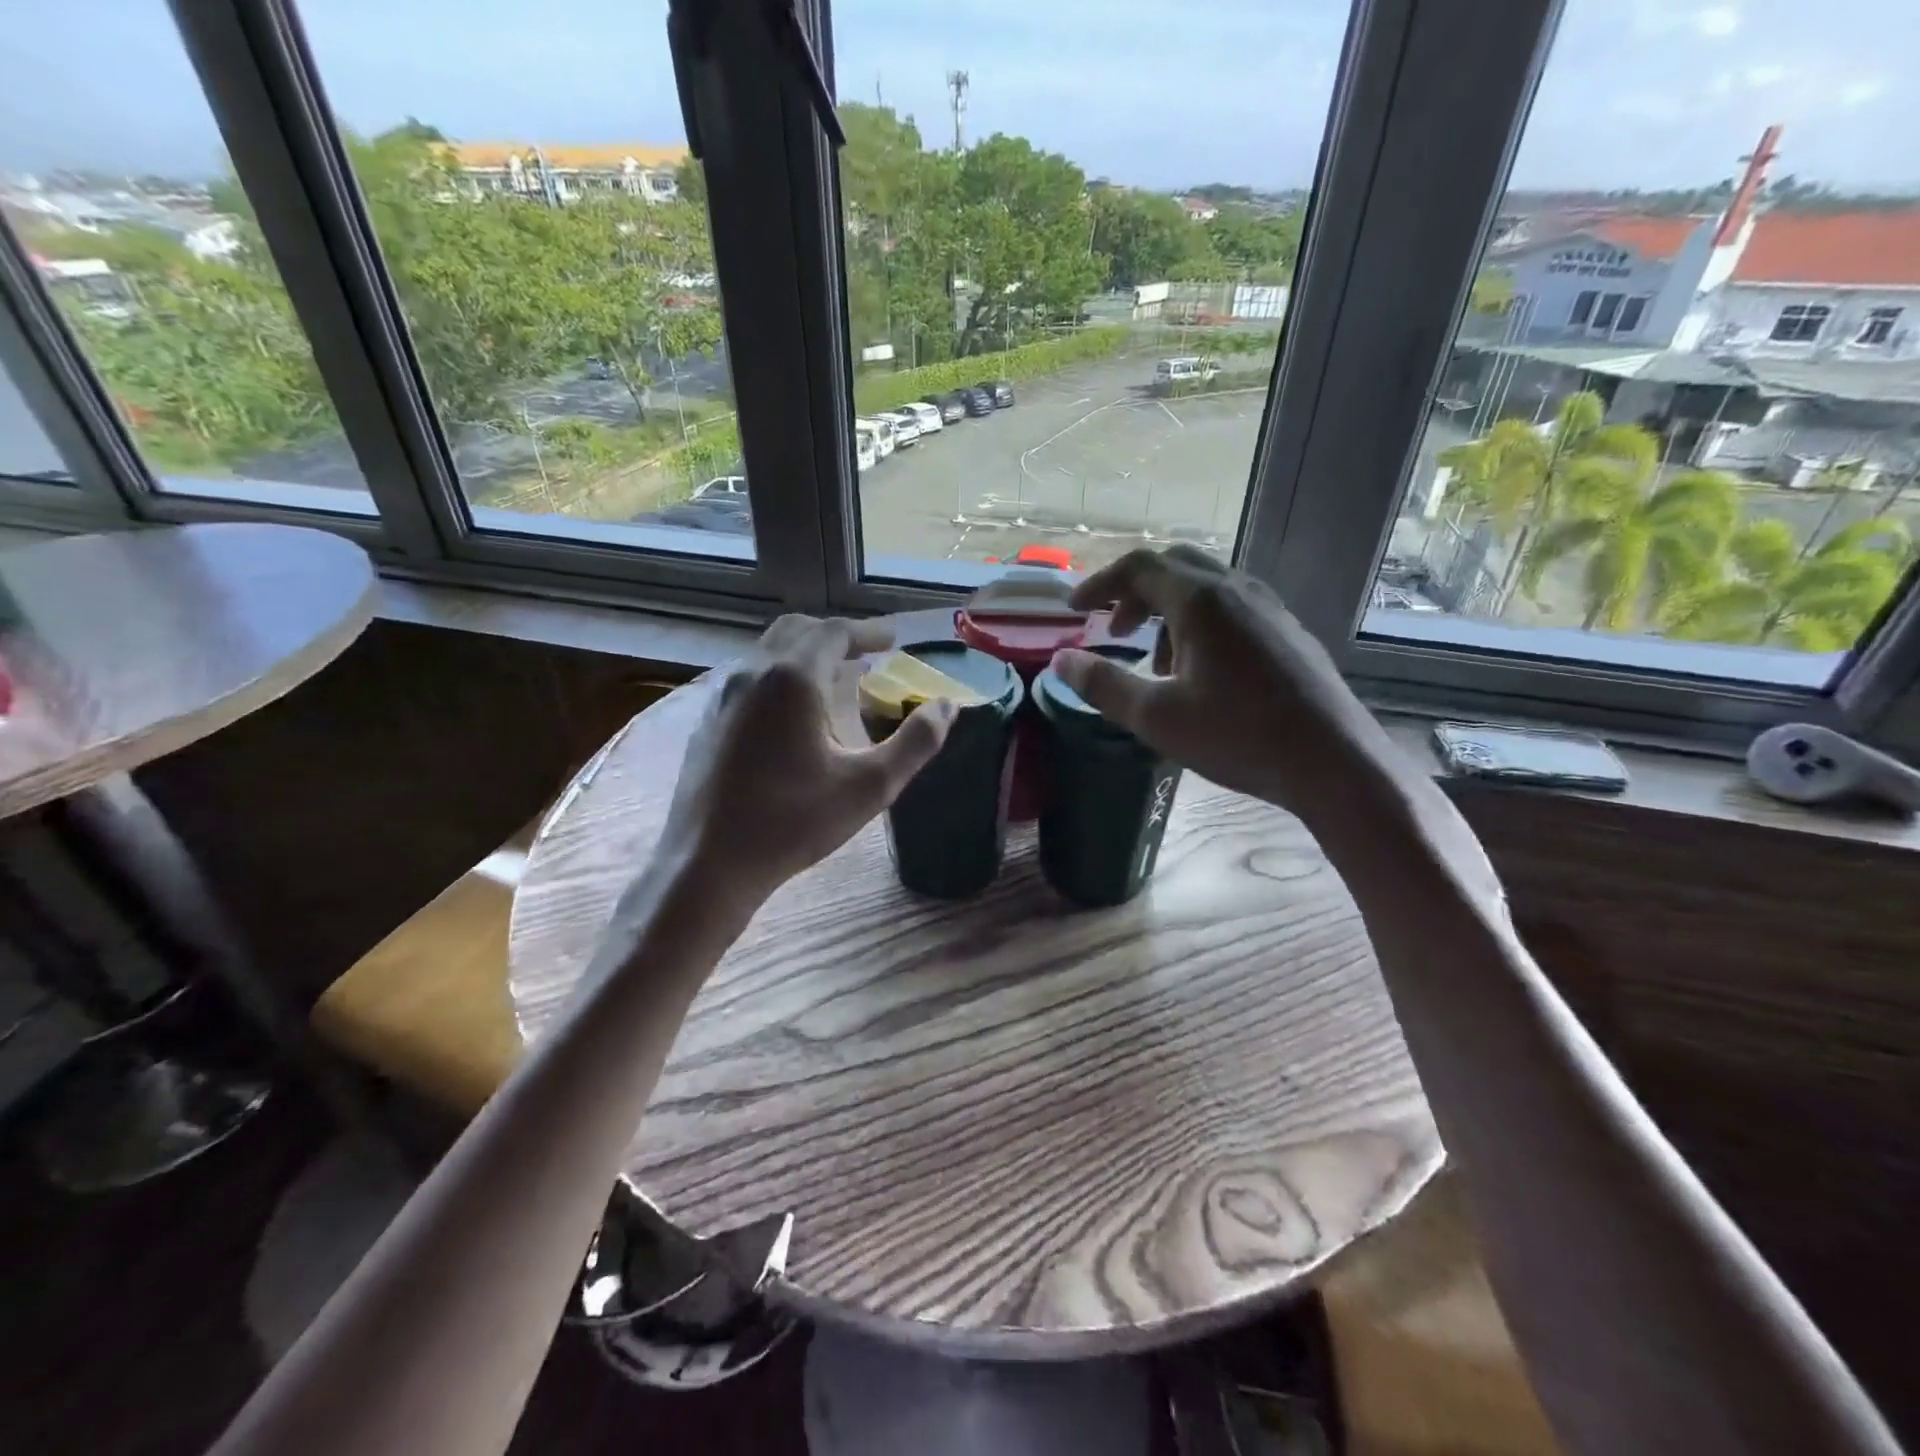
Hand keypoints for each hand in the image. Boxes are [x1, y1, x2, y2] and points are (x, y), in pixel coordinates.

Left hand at [661, 615, 954, 913]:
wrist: (707, 864)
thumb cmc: (793, 822)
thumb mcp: (870, 786)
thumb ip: (916, 742)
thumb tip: (946, 706)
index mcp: (792, 679)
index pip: (833, 632)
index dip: (867, 631)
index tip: (892, 640)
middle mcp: (752, 674)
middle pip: (796, 631)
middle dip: (834, 635)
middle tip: (865, 653)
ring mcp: (722, 697)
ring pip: (767, 653)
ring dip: (804, 654)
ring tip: (834, 680)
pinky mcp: (707, 723)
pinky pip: (749, 680)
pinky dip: (779, 677)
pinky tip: (792, 715)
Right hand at [1052, 546, 1396, 825]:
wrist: (1333, 761)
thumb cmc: (1237, 736)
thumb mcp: (1156, 716)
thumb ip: (1103, 684)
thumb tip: (1062, 660)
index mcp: (1200, 600)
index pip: (1138, 567)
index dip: (1100, 584)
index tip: (1074, 610)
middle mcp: (1236, 589)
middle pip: (1173, 566)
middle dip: (1134, 593)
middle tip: (1113, 630)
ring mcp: (1268, 607)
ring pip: (1204, 587)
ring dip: (1167, 610)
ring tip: (1154, 662)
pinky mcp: (1286, 630)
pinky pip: (1231, 607)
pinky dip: (1199, 622)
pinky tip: (1200, 671)